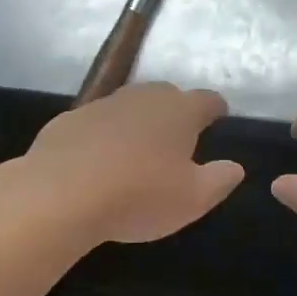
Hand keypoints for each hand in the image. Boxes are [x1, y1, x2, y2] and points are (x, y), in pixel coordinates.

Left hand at [23, 84, 243, 244]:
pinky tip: (97, 162)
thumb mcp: (193, 199)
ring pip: (129, 106)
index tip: (219, 117)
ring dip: (137, 122)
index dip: (216, 109)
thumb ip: (220, 180)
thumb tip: (235, 167)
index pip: (207, 99)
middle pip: (167, 96)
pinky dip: (102, 137)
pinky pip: (96, 124)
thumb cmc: (139, 195)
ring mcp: (103, 105)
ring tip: (138, 150)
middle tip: (178, 138)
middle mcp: (143, 98)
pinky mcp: (69, 120)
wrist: (60, 194)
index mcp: (179, 111)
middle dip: (176, 112)